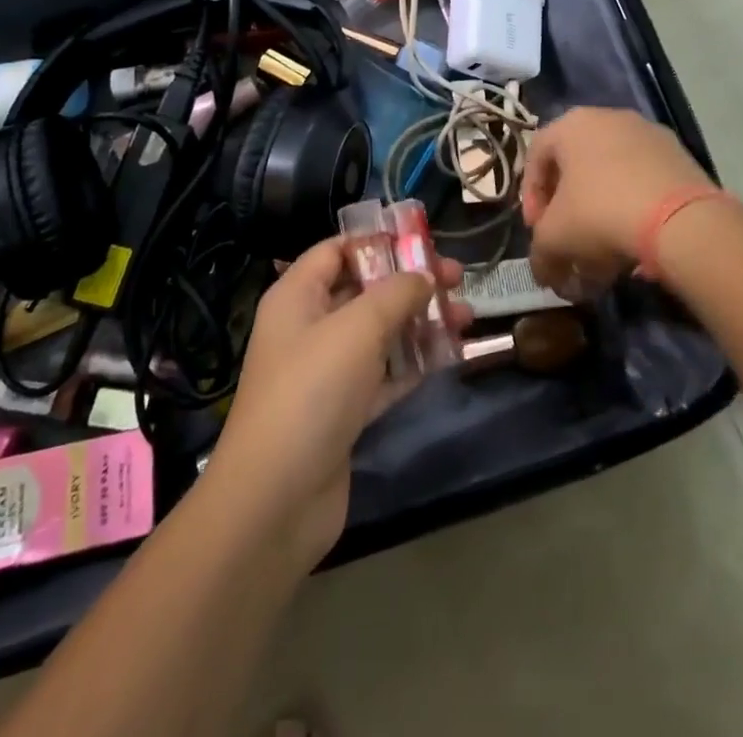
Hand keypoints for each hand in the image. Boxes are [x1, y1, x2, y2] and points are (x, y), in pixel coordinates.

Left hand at [211, 237, 469, 570]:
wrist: (275, 501)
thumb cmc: (312, 392)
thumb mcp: (357, 328)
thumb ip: (396, 293)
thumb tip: (424, 276)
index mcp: (297, 296)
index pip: (337, 250)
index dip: (378, 241)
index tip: (425, 240)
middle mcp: (309, 327)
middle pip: (365, 289)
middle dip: (411, 282)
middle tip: (458, 278)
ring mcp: (326, 372)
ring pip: (380, 333)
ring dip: (420, 322)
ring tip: (467, 317)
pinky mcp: (343, 411)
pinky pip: (384, 375)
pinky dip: (414, 363)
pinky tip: (450, 356)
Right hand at [522, 107, 713, 296]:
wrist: (681, 220)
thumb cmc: (600, 214)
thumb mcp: (554, 239)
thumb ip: (540, 253)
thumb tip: (545, 271)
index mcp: (572, 124)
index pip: (536, 156)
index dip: (531, 196)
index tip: (537, 229)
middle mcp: (609, 118)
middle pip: (576, 166)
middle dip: (568, 209)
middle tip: (568, 241)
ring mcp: (649, 134)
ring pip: (612, 175)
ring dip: (601, 212)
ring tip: (604, 252)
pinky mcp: (680, 156)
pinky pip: (644, 182)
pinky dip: (633, 209)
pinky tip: (636, 243)